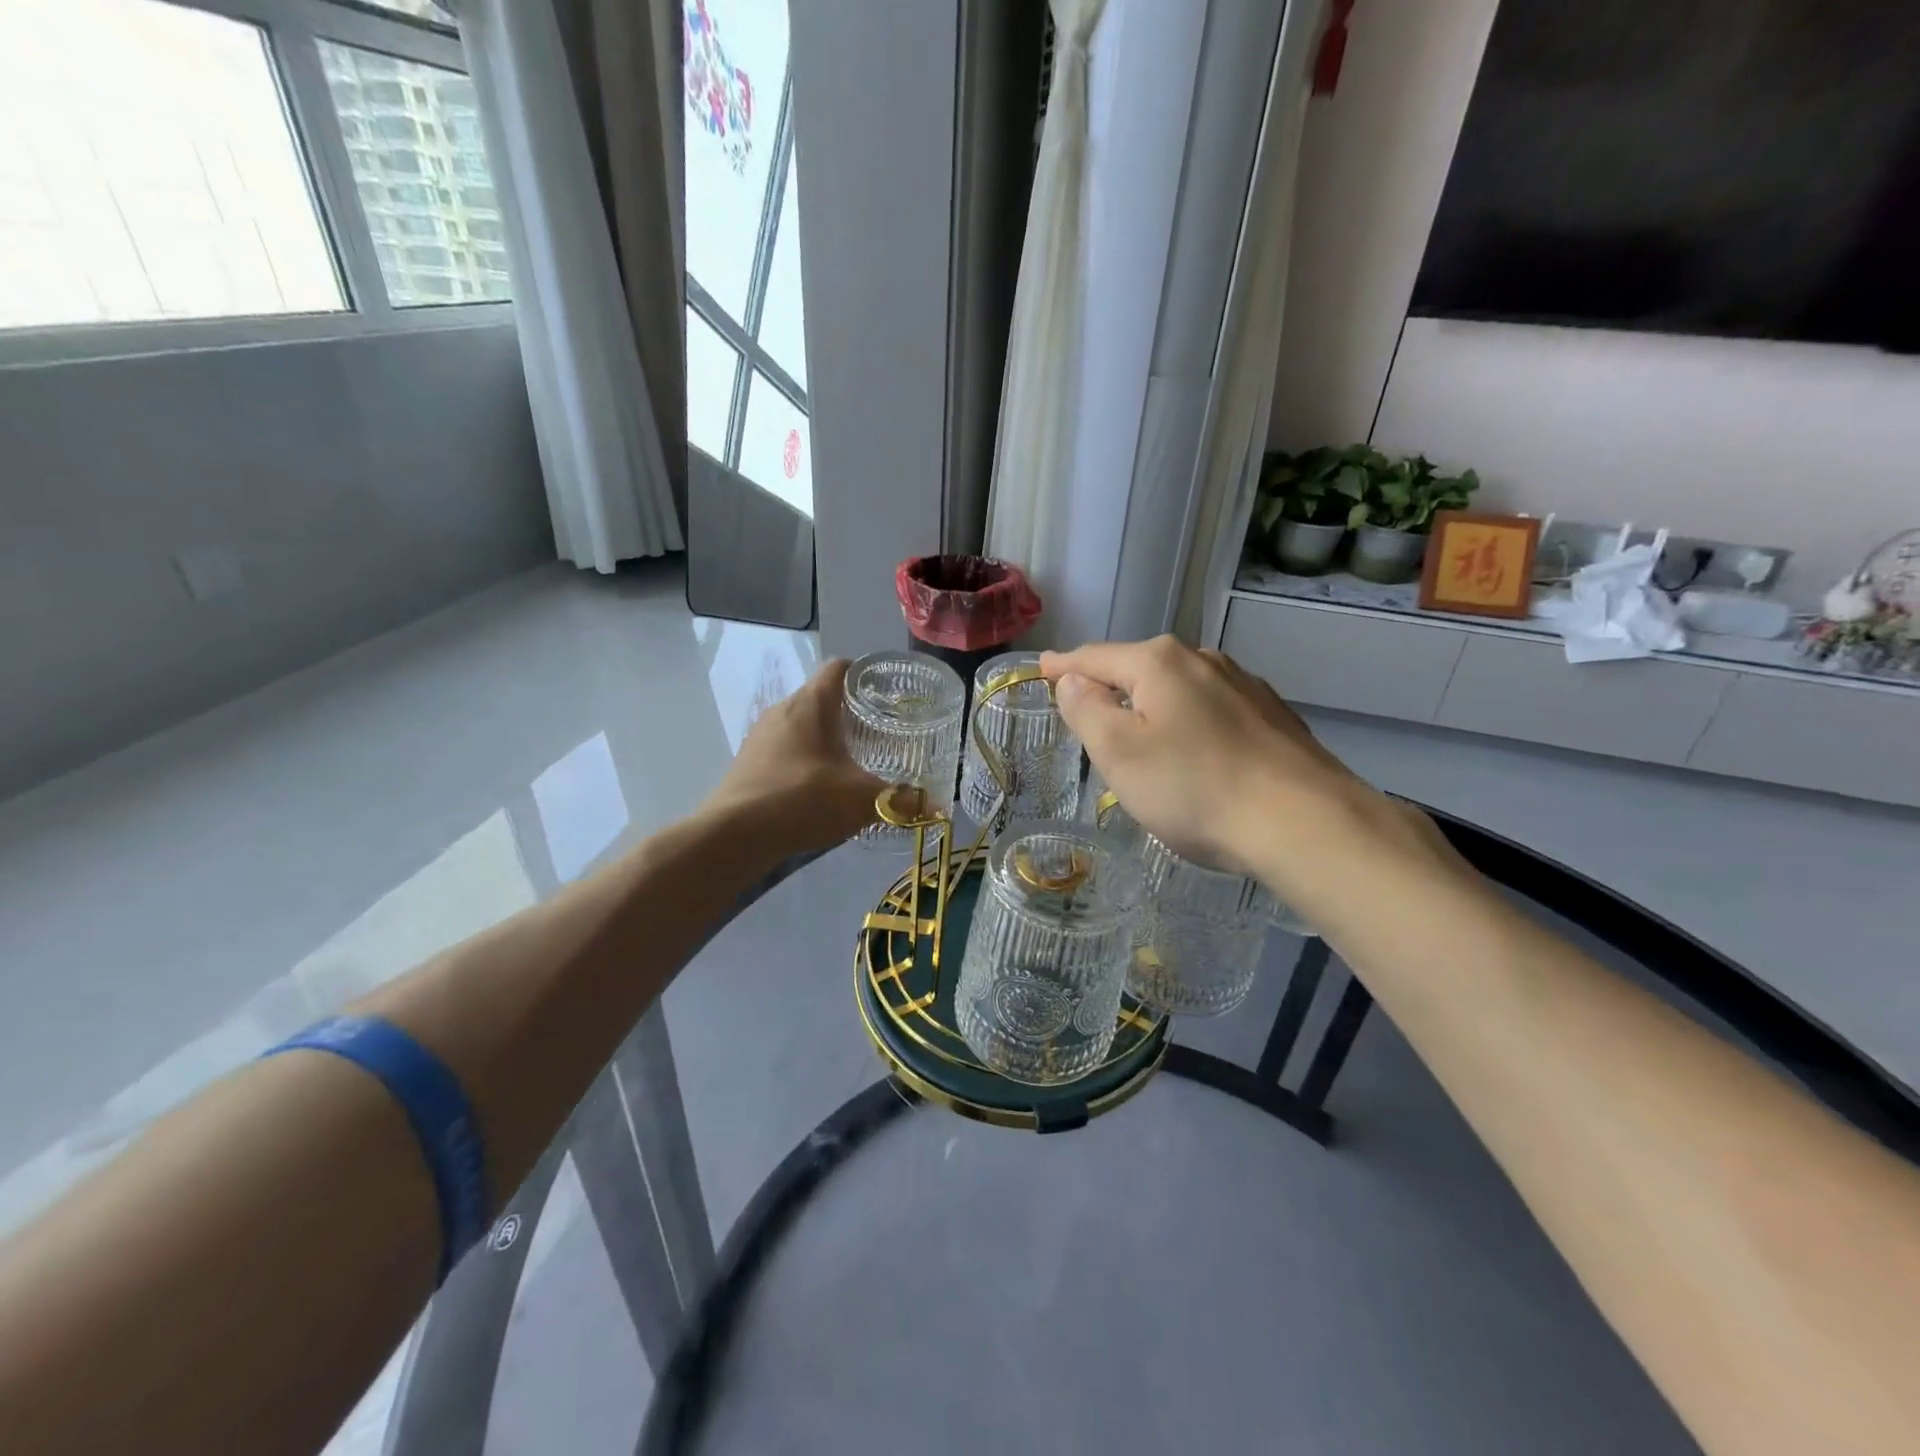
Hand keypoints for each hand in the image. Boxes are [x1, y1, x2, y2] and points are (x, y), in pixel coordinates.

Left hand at [702, 659, 885, 855]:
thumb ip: (902, 800)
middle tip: (878, 733)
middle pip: (821, 697)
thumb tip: (939, 807)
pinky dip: (803, 759)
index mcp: (811, 703)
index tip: (886, 693)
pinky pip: (783, 749)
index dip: (864, 674)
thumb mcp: (863, 800)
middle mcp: (782, 710)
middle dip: (849, 712)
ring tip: (851, 761)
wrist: (734, 835)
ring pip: (800, 725)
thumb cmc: (803, 799)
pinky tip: (817, 787)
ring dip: (824, 738)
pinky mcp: (747, 762)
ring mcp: (759, 736)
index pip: (840, 668)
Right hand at [1040, 637, 1363, 877]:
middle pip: (1138, 668)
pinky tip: (1194, 750)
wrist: (1303, 822)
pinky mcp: (1270, 715)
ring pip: (1178, 688)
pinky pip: (1210, 709)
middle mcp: (1202, 660)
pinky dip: (1188, 721)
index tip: (1042, 669)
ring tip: (1139, 732)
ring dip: (1151, 704)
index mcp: (1158, 663)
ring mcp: (1242, 685)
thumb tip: (1072, 681)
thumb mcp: (1119, 753)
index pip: (1094, 657)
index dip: (1063, 666)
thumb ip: (1086, 710)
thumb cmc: (1194, 787)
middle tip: (1084, 710)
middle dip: (1109, 685)